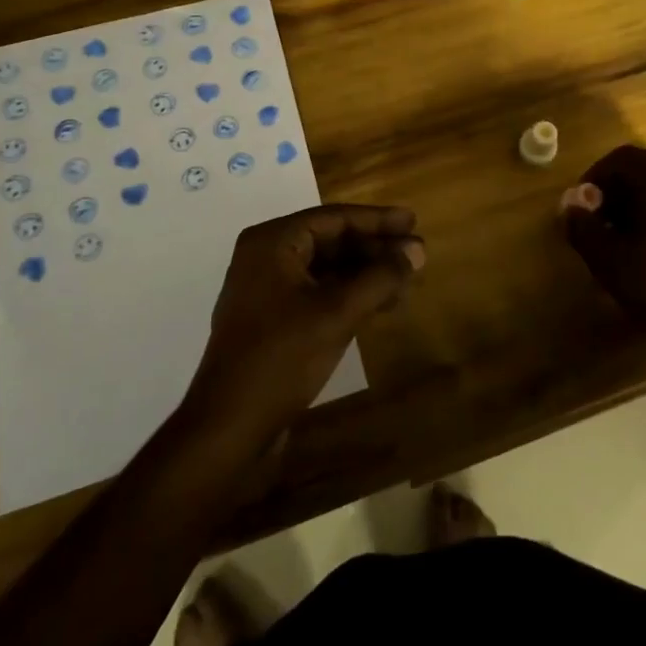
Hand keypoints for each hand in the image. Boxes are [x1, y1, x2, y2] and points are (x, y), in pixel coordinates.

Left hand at [182, 205, 424, 451]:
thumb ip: (380, 277)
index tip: (413, 222)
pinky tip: (380, 305)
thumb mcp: (337, 313)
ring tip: (406, 282)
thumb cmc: (281, 358)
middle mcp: (266, 256)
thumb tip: (417, 251)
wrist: (228, 427)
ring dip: (366, 274)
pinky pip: (317, 292)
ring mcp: (266, 289)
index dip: (378, 221)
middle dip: (374, 249)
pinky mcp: (271, 319)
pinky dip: (348, 295)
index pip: (334, 218)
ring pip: (326, 268)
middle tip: (416, 255)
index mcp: (273, 242)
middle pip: (331, 241)